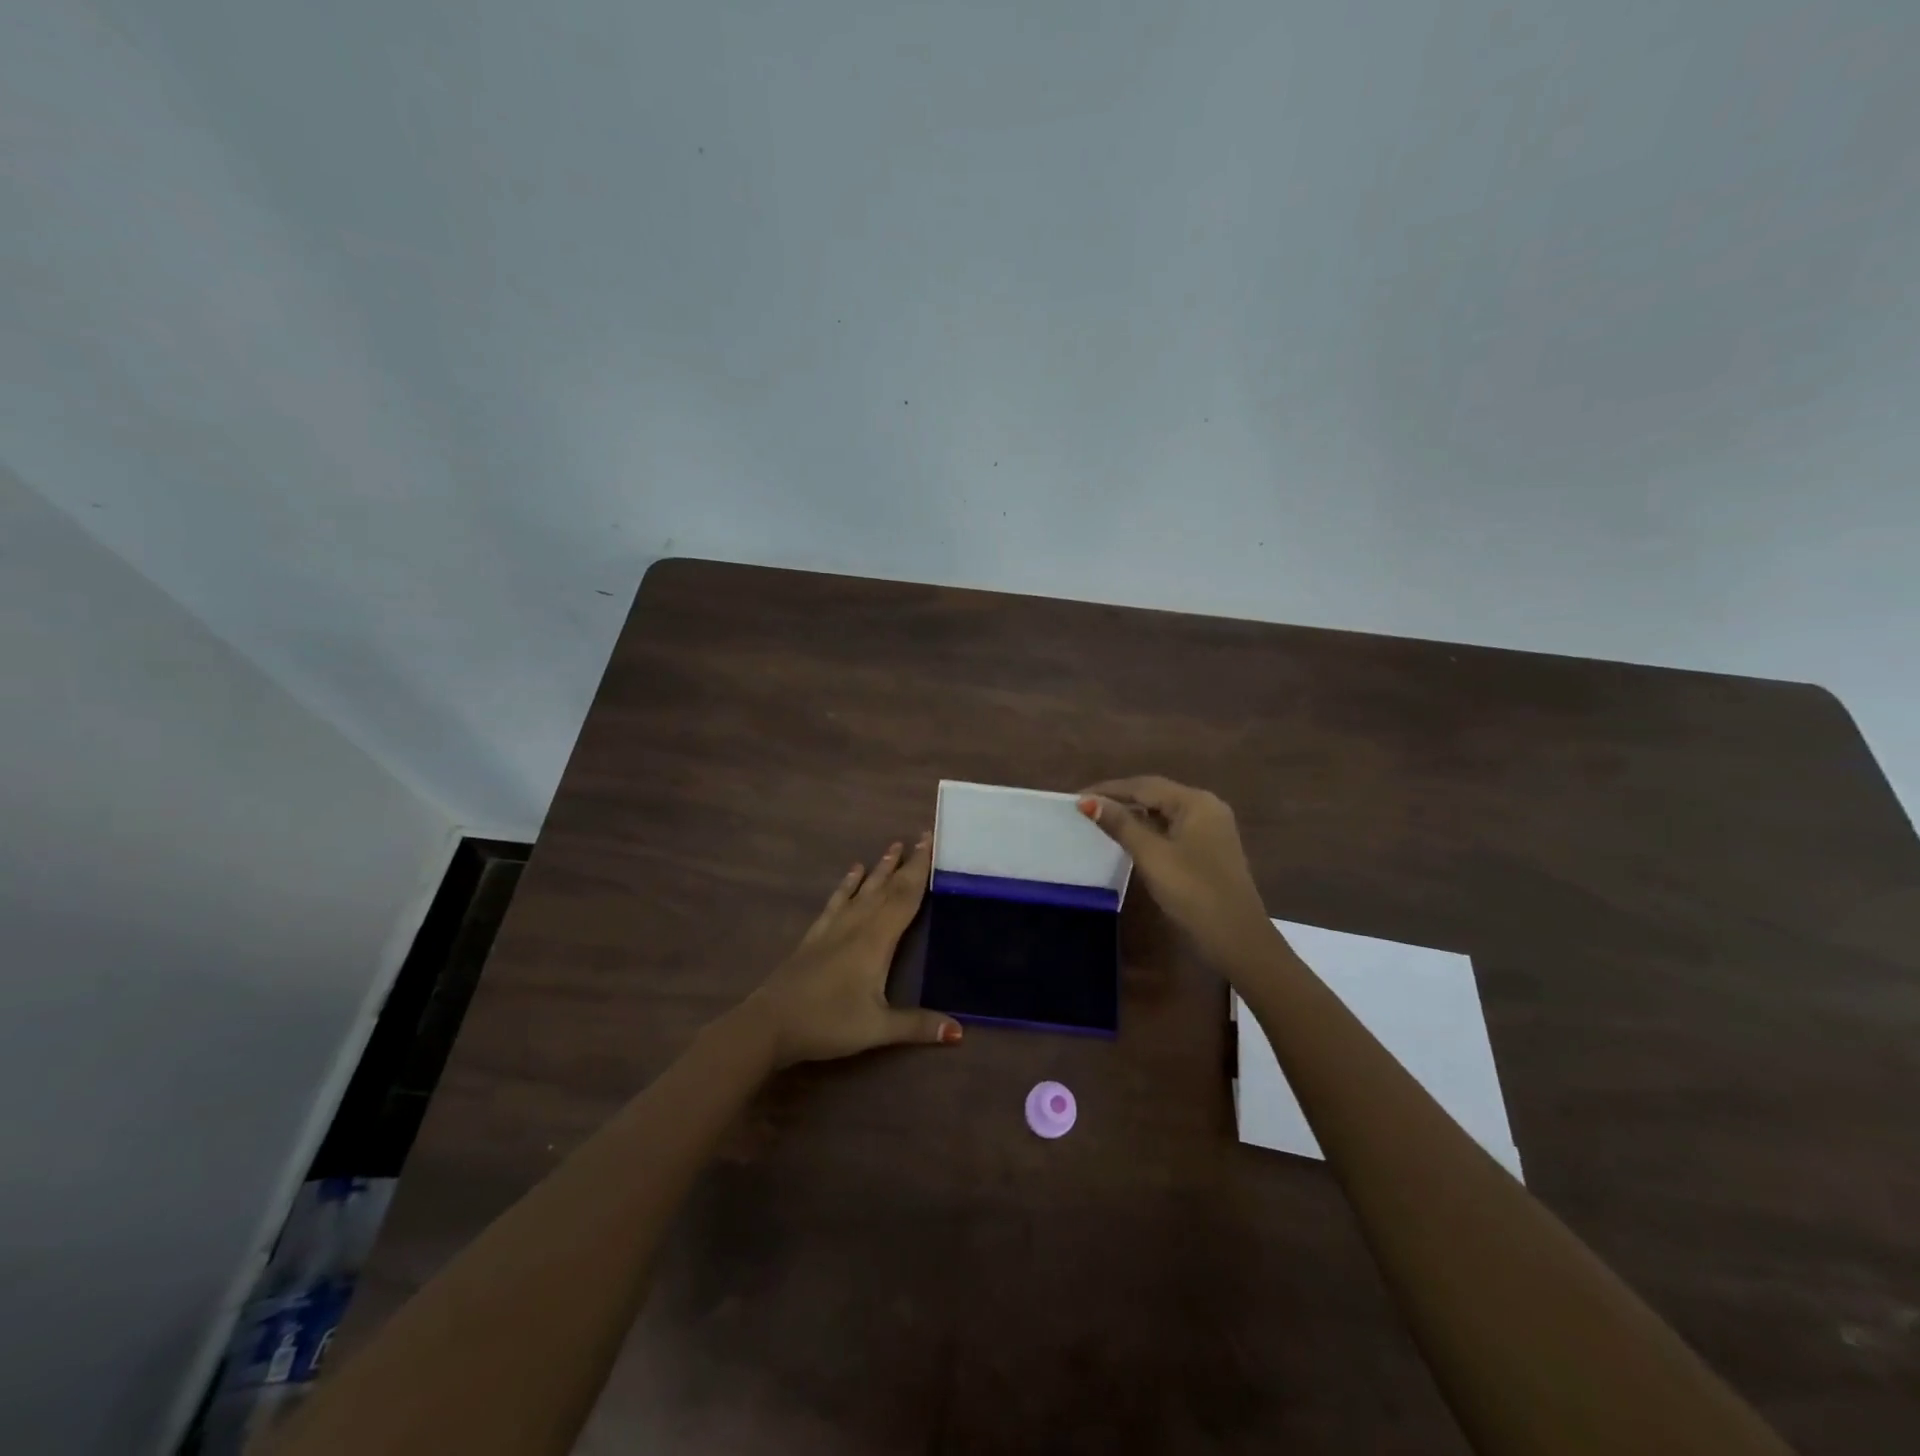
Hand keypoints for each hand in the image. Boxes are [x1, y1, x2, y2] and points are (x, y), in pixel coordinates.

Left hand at [742, 832, 962, 1067]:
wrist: (770, 1024)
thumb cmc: (828, 1023)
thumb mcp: (877, 1028)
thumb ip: (918, 1026)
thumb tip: (960, 1031)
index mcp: (877, 940)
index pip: (905, 897)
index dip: (920, 870)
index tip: (931, 842)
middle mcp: (857, 925)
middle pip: (887, 888)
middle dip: (907, 863)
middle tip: (922, 836)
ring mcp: (833, 928)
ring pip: (863, 890)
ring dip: (880, 868)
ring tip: (893, 846)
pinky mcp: (815, 935)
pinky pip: (837, 901)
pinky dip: (848, 884)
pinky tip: (853, 871)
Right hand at [1078, 776, 1273, 969]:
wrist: (1237, 939)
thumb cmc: (1193, 892)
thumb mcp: (1152, 856)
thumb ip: (1120, 825)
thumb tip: (1087, 801)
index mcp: (1195, 802)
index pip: (1144, 786)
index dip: (1108, 789)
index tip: (1076, 797)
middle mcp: (1206, 807)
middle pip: (1155, 795)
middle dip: (1120, 799)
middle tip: (1085, 808)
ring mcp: (1211, 830)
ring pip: (1163, 813)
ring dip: (1133, 815)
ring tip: (1100, 820)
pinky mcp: (1209, 850)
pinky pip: (1172, 829)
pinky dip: (1149, 830)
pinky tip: (1130, 839)